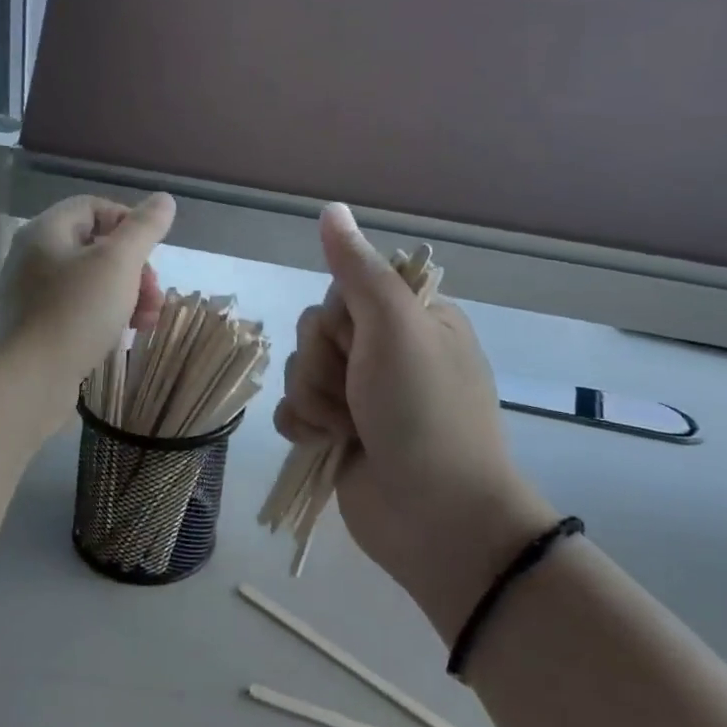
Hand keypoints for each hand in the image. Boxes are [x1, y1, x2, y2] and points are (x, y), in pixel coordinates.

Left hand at [0, 195, 173, 426]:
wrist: (27, 382)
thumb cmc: (74, 314)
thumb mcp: (118, 264)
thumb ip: (143, 229)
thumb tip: (163, 200)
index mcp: (47, 231)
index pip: (94, 207)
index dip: (129, 222)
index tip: (153, 251)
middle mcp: (35, 257)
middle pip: (96, 246)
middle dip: (135, 268)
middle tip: (153, 296)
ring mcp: (34, 294)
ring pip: (92, 281)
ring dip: (127, 295)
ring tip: (146, 322)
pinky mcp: (39, 328)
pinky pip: (80, 309)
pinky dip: (106, 316)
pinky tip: (122, 336)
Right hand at [275, 205, 559, 638]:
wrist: (434, 517)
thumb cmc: (424, 412)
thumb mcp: (395, 328)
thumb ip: (357, 269)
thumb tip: (331, 209)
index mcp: (411, 320)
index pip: (344, 289)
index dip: (340, 318)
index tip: (363, 342)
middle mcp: (385, 353)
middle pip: (316, 330)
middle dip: (326, 364)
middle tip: (361, 393)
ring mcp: (360, 396)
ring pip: (299, 369)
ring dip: (315, 399)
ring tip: (349, 428)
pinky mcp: (337, 434)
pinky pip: (292, 409)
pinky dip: (304, 426)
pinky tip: (326, 444)